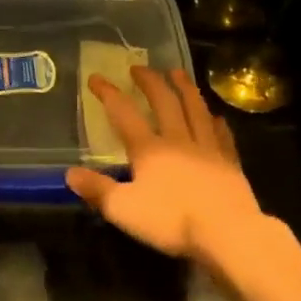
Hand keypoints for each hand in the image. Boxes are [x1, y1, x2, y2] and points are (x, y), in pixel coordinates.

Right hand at [66, 67, 265, 263]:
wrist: (227, 233)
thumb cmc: (171, 221)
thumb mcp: (123, 210)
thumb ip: (97, 190)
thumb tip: (69, 173)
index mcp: (149, 149)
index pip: (124, 114)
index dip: (109, 94)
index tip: (97, 77)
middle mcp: (178, 140)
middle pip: (164, 102)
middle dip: (150, 82)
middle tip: (140, 67)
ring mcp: (208, 149)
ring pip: (195, 110)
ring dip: (185, 88)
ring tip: (178, 73)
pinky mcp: (230, 163)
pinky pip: (222, 135)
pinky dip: (216, 122)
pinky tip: (216, 116)